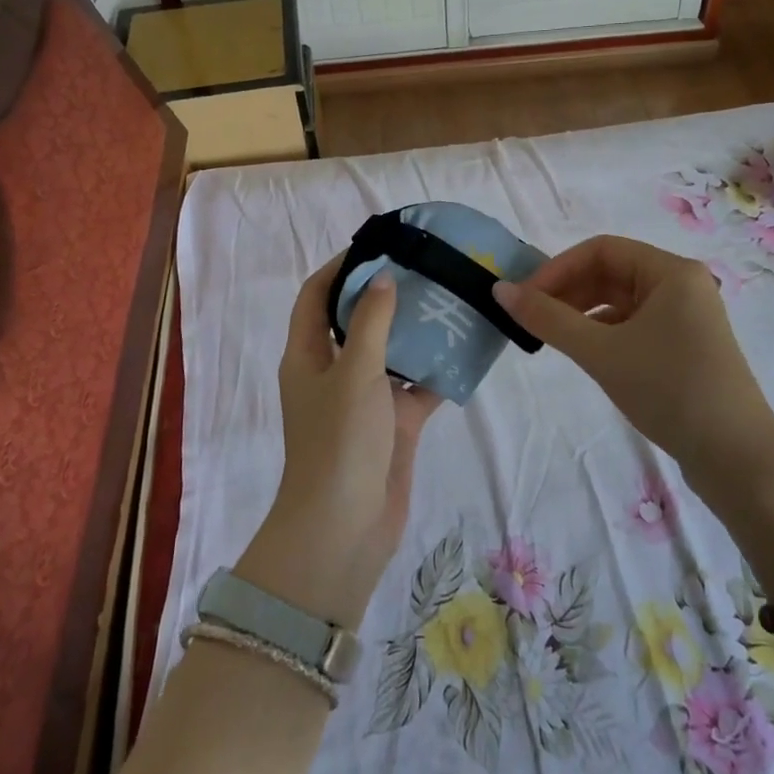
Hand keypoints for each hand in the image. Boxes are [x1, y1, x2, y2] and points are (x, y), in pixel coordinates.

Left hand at [236, 255, 442, 626]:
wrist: (345, 529)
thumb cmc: (339, 442)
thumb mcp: (354, 373)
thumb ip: (370, 323)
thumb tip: (382, 278)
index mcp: (307, 355)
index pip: (316, 296)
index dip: (340, 268)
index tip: (377, 245)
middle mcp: (333, 372)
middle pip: (355, 321)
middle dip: (384, 295)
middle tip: (423, 268)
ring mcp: (364, 400)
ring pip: (390, 353)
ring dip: (415, 331)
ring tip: (449, 299)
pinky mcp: (392, 425)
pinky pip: (416, 388)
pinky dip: (437, 372)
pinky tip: (466, 351)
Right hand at [494, 235, 773, 472]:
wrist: (737, 459)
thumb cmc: (669, 390)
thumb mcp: (601, 352)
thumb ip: (548, 319)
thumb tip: (499, 290)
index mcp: (671, 272)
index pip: (601, 249)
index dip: (557, 268)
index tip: (523, 297)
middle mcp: (682, 285)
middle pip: (611, 272)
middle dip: (567, 290)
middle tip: (529, 318)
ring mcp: (686, 317)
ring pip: (621, 300)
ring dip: (582, 312)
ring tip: (549, 336)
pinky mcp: (684, 347)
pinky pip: (634, 324)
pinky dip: (603, 332)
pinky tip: (583, 352)